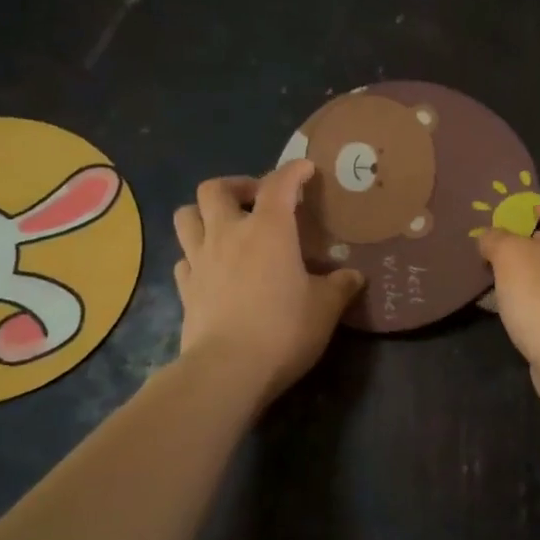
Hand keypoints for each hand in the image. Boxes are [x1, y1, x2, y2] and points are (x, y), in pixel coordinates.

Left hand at [172, 161, 363, 403]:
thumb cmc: (284, 329)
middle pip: (214, 188)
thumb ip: (340, 286)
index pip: (279, 184)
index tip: (305, 169)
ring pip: (186, 216)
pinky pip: (184, 258)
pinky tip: (212, 268)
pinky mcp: (184, 289)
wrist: (228, 369)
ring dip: (205, 213)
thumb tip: (355, 276)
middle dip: (237, 185)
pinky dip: (196, 255)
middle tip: (256, 200)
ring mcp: (200, 260)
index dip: (293, 171)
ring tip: (225, 226)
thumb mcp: (325, 308)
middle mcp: (228, 234)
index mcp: (268, 230)